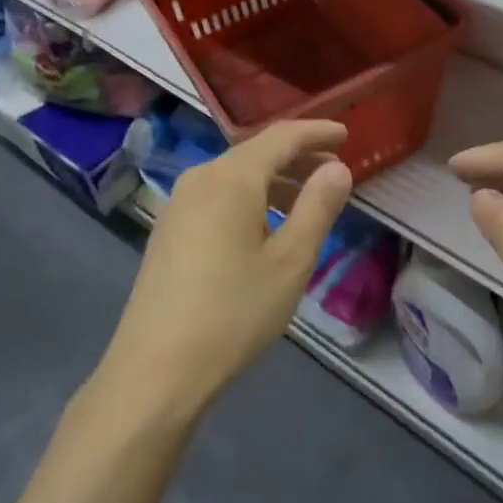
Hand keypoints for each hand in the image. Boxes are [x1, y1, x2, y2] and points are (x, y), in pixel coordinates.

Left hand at [102, 121, 354, 416]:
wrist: (156, 370)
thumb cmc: (233, 312)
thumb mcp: (290, 261)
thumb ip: (317, 207)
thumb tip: (337, 168)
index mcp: (231, 177)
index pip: (282, 137)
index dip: (316, 132)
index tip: (346, 134)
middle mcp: (201, 178)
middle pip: (256, 152)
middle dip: (297, 157)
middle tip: (334, 168)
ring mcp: (179, 204)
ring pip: (236, 176)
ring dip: (275, 181)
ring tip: (307, 201)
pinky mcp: (169, 230)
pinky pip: (218, 197)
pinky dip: (250, 199)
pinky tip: (266, 228)